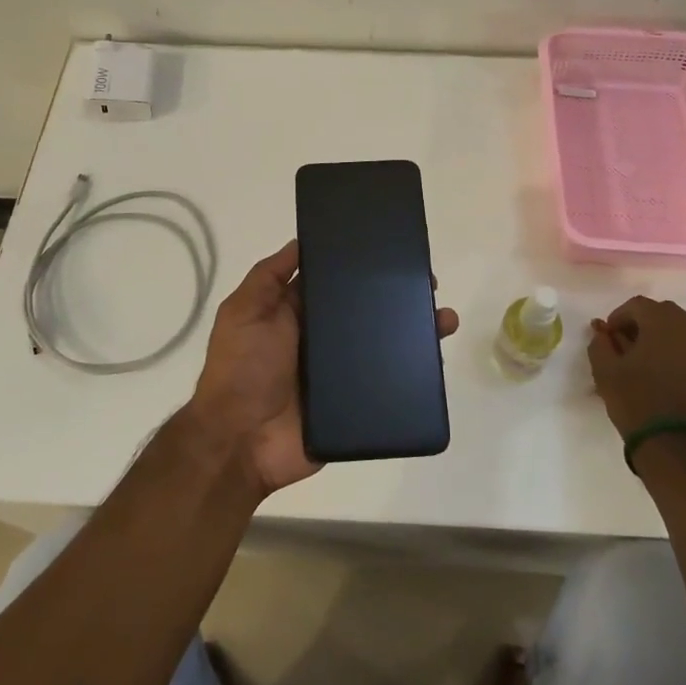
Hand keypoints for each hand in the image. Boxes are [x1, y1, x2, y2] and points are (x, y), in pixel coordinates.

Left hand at [188, 241, 459, 496]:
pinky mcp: (356, 404)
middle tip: (428, 284)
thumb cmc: (241, 370)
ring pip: (385, 345)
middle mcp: (322, 339)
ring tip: (444, 319)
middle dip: (397, 297)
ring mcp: (341, 373)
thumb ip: (268, 277)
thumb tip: (301, 240)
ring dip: (415, 331)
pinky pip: (389, 383)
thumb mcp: (244, 312)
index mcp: (297, 313)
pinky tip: (436, 359)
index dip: (361, 268)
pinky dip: (414, 372)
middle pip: (366, 311)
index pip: (335, 282)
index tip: (391, 251)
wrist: (241, 443)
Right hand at [587, 295, 685, 439]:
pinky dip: (676, 351)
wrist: (678, 446)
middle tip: (624, 346)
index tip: (607, 337)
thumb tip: (602, 332)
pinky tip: (663, 372)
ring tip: (644, 360)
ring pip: (679, 329)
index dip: (618, 318)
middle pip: (661, 313)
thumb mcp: (605, 370)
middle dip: (641, 324)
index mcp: (663, 322)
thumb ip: (600, 343)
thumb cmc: (637, 401)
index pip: (637, 305)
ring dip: (660, 336)